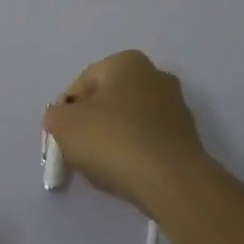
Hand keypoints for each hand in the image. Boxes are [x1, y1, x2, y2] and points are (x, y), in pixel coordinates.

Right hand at [43, 50, 209, 212]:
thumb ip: (55, 115)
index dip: (66, 112)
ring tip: (104, 167)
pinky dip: (135, 154)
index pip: (82, 84)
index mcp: (127, 62)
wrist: (171, 181)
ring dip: (114, 140)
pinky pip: (148, 141)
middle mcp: (156, 75)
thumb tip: (63, 119)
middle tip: (80, 152)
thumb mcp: (64, 124)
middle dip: (91, 124)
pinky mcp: (187, 137)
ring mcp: (176, 107)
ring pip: (129, 122)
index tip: (63, 138)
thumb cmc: (113, 140)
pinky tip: (128, 173)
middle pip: (108, 101)